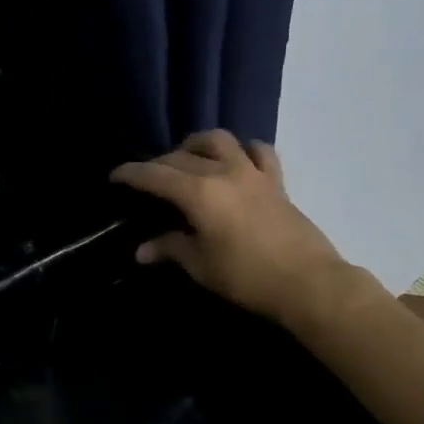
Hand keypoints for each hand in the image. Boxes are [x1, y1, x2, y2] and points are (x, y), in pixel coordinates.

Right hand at [111, 131, 364, 328]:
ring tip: (187, 159)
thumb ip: (170, 249)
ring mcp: (252, 173)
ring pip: (219, 140)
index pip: (155, 175)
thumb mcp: (201, 266)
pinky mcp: (276, 181)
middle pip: (181, 157)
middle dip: (158, 164)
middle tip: (146, 179)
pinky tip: (236, 160)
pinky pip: (259, 151)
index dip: (131, 173)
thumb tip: (141, 251)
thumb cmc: (247, 276)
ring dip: (196, 145)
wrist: (308, 283)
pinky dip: (243, 150)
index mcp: (198, 192)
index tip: (115, 176)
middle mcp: (222, 172)